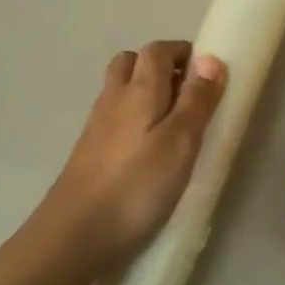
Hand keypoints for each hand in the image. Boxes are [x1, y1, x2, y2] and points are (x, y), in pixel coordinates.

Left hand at [40, 41, 225, 273]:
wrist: (74, 234)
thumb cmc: (137, 185)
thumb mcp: (180, 141)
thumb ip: (196, 100)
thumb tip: (210, 58)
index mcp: (138, 89)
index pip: (158, 51)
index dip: (183, 53)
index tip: (208, 72)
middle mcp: (113, 98)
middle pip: (132, 64)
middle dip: (161, 67)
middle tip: (188, 94)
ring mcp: (96, 126)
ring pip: (120, 91)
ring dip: (145, 93)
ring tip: (173, 124)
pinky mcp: (89, 153)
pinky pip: (114, 118)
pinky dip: (133, 119)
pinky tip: (148, 150)